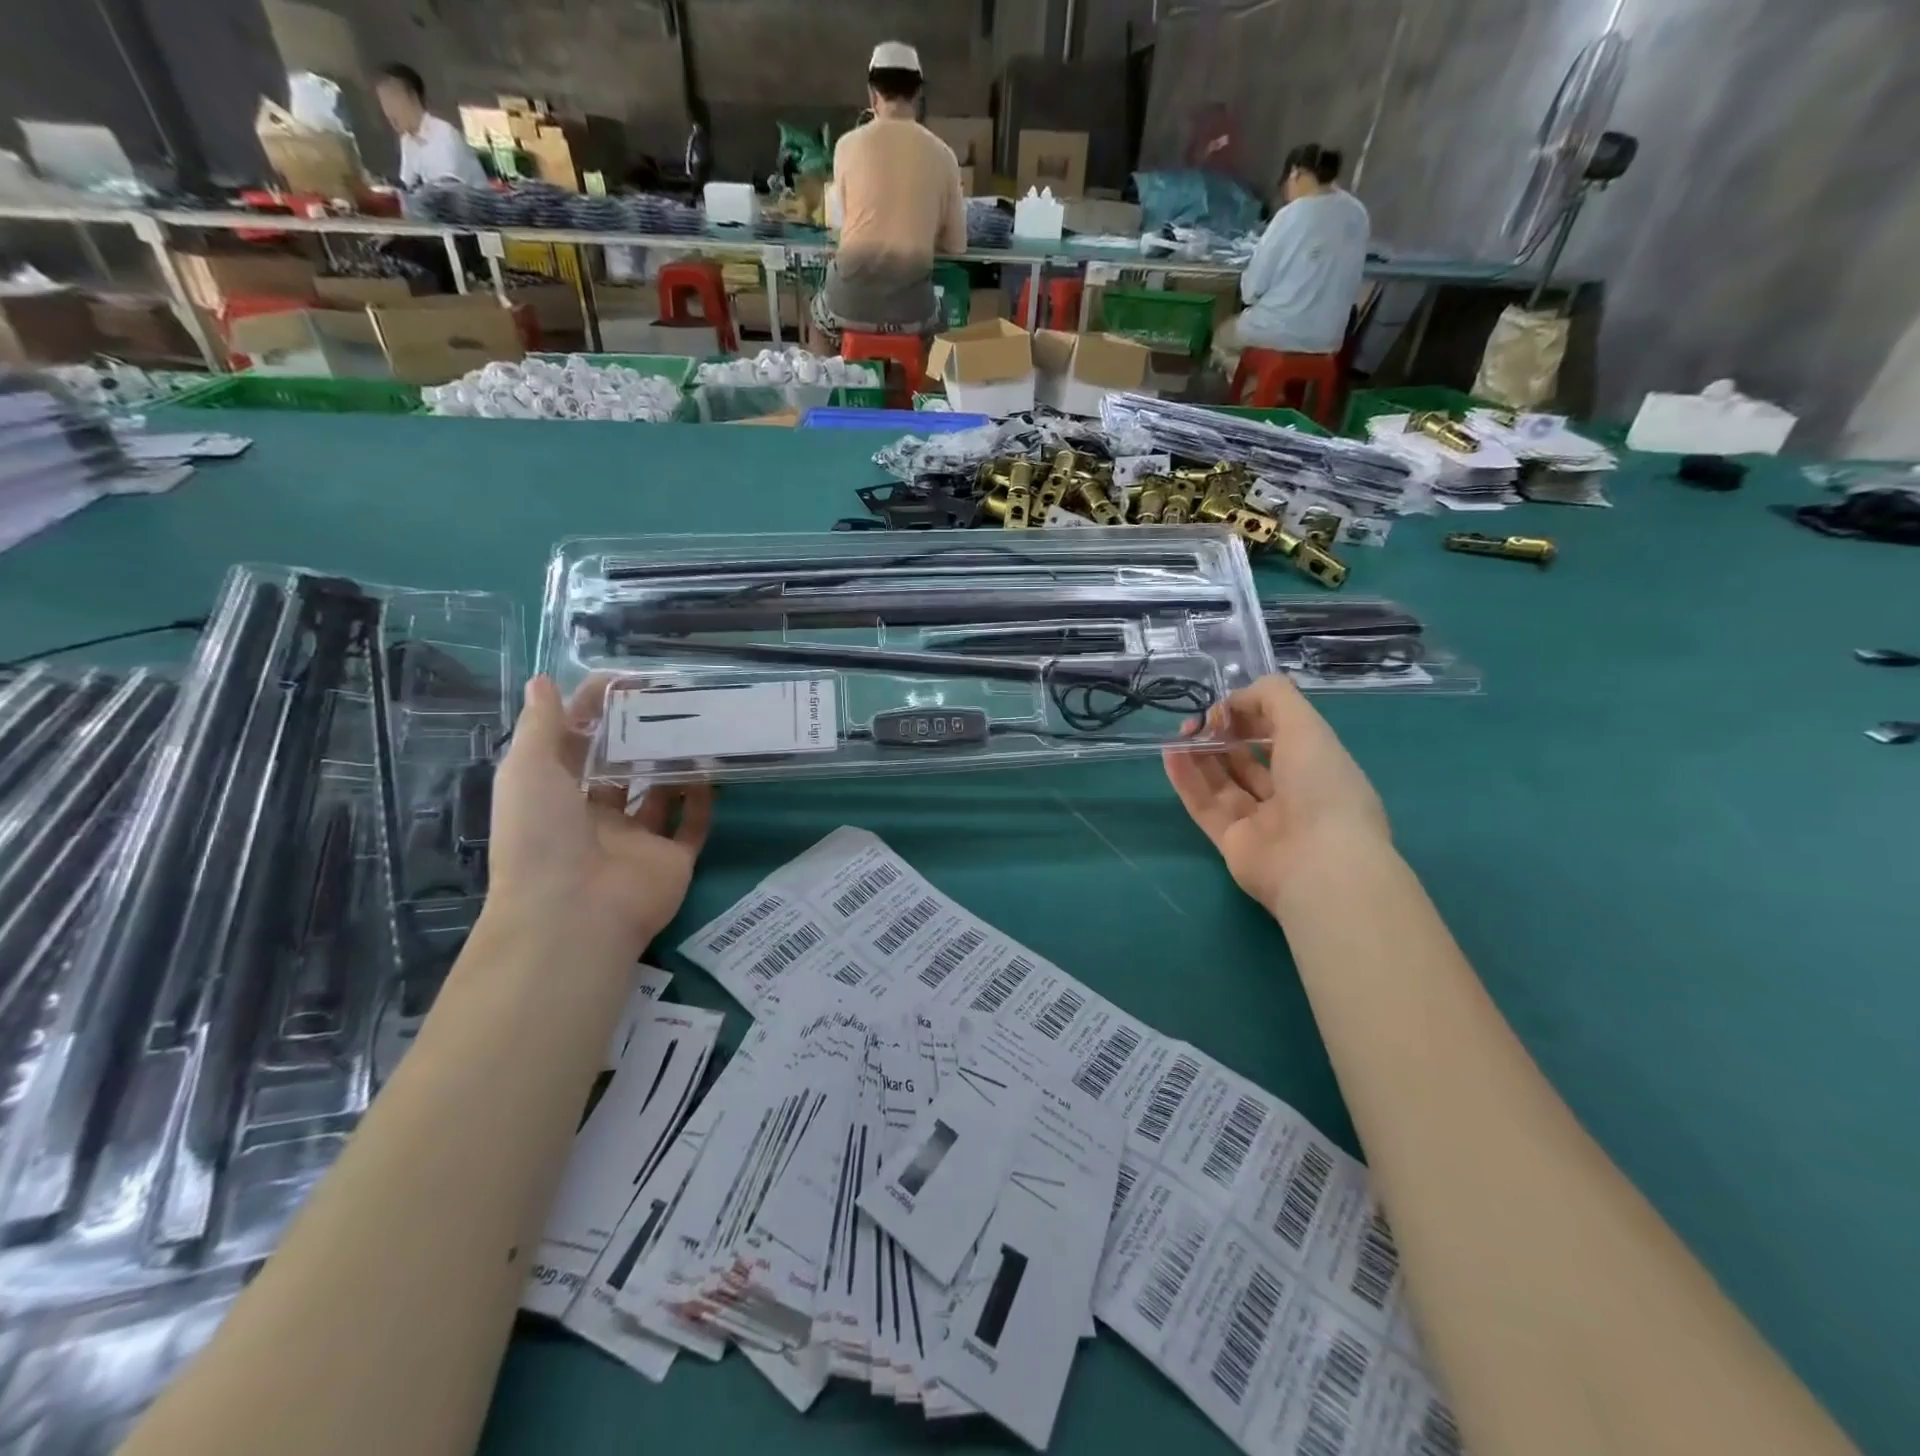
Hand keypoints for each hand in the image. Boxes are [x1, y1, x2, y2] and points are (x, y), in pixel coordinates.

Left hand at [487, 676, 712, 954]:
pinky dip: (703, 801)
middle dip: (640, 738)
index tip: (624, 682)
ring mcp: (637, 841)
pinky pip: (692, 826)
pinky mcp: (673, 859)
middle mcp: (596, 818)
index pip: (577, 747)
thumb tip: (542, 681)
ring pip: (660, 796)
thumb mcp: (527, 771)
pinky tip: (712, 770)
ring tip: (696, 729)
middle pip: (621, 771)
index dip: (594, 714)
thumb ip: (540, 726)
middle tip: (669, 701)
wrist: (575, 912)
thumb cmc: (542, 836)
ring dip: (674, 766)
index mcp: (557, 799)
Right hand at [1163, 674, 1389, 914]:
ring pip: (1223, 782)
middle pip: (1248, 758)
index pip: (1281, 735)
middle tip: (1197, 721)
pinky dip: (1187, 780)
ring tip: (1178, 733)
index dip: (1253, 715)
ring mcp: (1260, 821)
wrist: (1318, 864)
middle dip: (1222, 735)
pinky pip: (1205, 806)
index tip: (1227, 705)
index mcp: (1318, 767)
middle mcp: (1291, 794)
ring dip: (1200, 755)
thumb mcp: (1307, 726)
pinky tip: (1169, 754)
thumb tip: (1234, 698)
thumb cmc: (1322, 788)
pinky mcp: (1231, 842)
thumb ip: (1273, 698)